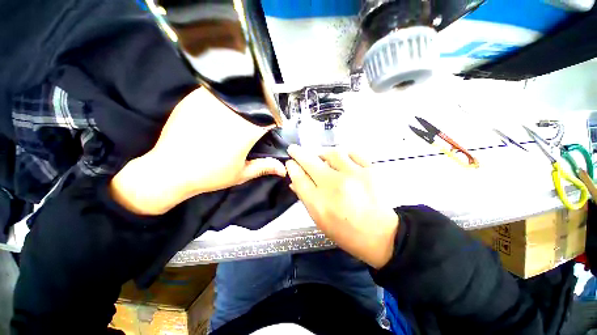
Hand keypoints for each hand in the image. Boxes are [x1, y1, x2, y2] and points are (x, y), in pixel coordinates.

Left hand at [111, 87, 285, 214]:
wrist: (169, 170)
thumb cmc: (209, 174)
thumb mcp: (241, 173)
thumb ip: (264, 167)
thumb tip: (283, 169)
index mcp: (246, 130)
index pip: (270, 116)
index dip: (275, 118)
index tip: (275, 123)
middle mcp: (231, 111)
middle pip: (256, 101)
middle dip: (262, 108)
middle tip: (260, 118)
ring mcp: (212, 101)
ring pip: (238, 92)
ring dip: (246, 101)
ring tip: (245, 112)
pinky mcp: (195, 98)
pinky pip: (219, 91)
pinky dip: (228, 97)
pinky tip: (226, 108)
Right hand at [285, 145, 398, 268]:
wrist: (381, 235)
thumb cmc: (346, 232)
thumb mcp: (320, 220)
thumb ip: (306, 198)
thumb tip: (294, 180)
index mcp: (319, 204)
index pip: (299, 178)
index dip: (292, 167)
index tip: (290, 162)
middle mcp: (334, 186)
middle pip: (310, 162)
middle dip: (298, 153)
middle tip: (294, 149)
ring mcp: (354, 175)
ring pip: (332, 153)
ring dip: (322, 153)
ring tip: (321, 157)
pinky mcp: (370, 170)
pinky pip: (352, 153)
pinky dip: (344, 154)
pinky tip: (342, 159)